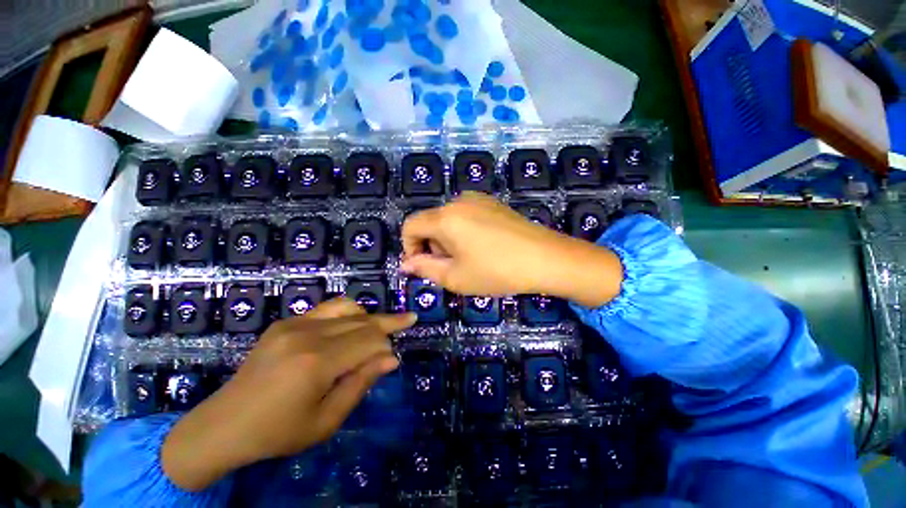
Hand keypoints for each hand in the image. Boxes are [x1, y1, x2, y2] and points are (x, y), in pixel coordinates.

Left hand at [161, 299, 415, 490]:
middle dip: (387, 324)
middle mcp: (307, 334)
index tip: (395, 356)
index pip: (369, 341)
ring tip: (379, 327)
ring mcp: (294, 324)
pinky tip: (351, 327)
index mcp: (316, 363)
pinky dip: (348, 314)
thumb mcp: (326, 421)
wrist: (224, 425)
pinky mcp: (286, 322)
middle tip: (408, 320)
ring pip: (349, 307)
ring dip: (369, 315)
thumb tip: (391, 358)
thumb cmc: (278, 433)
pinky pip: (328, 308)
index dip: (387, 346)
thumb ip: (361, 384)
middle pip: (363, 321)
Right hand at [401, 192, 622, 305]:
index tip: (422, 267)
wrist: (546, 258)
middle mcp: (459, 201)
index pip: (411, 226)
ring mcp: (479, 199)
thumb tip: (406, 264)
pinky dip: (463, 232)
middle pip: (430, 222)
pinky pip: (466, 216)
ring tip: (469, 259)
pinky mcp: (493, 204)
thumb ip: (425, 269)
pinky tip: (483, 247)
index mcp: (445, 217)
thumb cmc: (497, 271)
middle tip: (451, 268)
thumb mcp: (456, 277)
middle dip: (432, 246)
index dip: (409, 247)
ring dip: (448, 240)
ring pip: (448, 219)